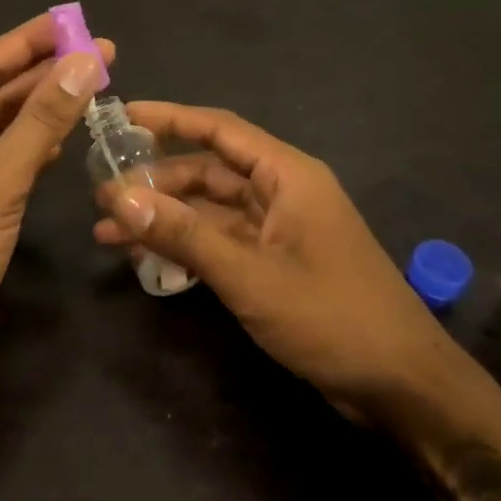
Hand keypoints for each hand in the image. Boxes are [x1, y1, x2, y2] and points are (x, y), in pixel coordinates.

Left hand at [0, 14, 113, 388]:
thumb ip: (40, 121)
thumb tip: (83, 62)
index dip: (28, 41)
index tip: (73, 22)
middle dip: (44, 72)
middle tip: (100, 52)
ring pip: (4, 127)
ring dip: (45, 106)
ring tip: (93, 84)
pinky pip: (9, 159)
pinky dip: (37, 144)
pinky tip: (66, 132)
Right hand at [93, 102, 449, 413]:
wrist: (400, 384)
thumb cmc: (331, 317)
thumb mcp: (249, 275)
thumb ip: (184, 235)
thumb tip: (118, 199)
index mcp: (287, 176)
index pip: (220, 130)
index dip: (170, 118)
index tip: (123, 116)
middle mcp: (282, 193)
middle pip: (207, 172)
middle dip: (155, 183)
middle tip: (100, 194)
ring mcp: (278, 230)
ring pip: (209, 211)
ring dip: (164, 219)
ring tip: (108, 234)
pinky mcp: (275, 263)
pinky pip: (220, 242)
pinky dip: (186, 247)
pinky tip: (147, 260)